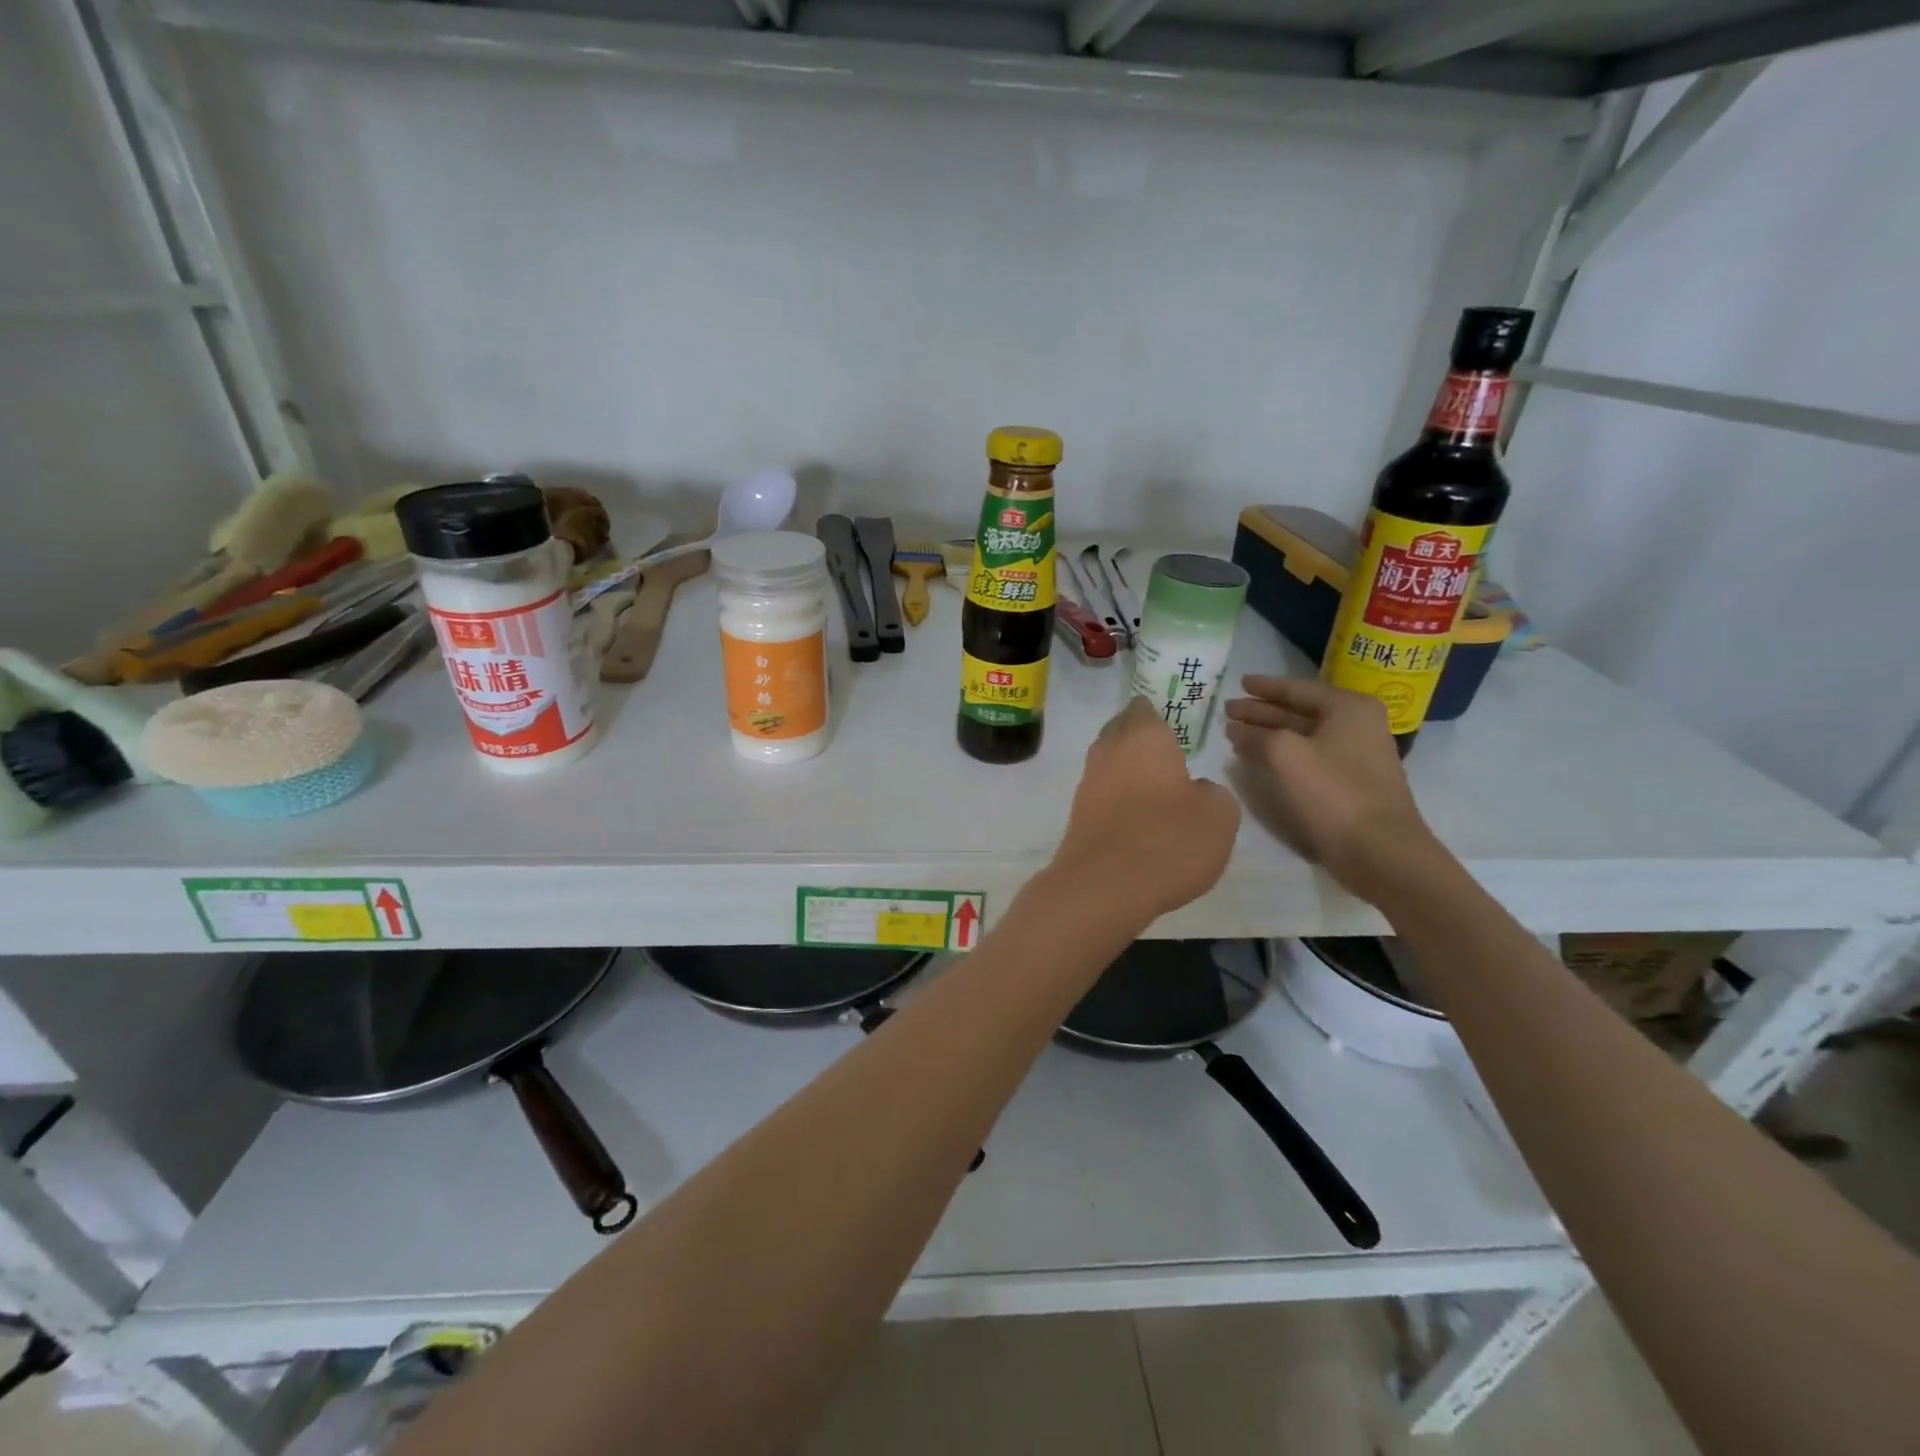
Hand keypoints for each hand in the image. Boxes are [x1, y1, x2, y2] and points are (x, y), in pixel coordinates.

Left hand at [1050, 696, 1240, 924]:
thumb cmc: (1168, 840)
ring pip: (1109, 761)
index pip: (1145, 708)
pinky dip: (1117, 795)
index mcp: (1144, 736)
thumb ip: (1213, 793)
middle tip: (1164, 748)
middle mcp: (1109, 751)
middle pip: (1121, 731)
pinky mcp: (1079, 815)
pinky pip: (1102, 792)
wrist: (1104, 886)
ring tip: (1154, 781)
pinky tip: (1135, 812)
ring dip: (1127, 767)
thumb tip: (1197, 790)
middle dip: (1139, 735)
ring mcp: (1088, 782)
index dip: (1157, 712)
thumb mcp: (1219, 815)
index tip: (1171, 721)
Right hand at [1222, 675, 1441, 900]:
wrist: (1379, 851)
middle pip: (1300, 711)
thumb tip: (1237, 729)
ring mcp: (1356, 755)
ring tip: (1235, 734)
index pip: (1297, 688)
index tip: (1239, 682)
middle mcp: (1357, 725)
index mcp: (1348, 708)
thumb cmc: (1333, 793)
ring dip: (1269, 734)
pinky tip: (1258, 759)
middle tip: (1229, 710)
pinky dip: (1282, 754)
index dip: (1265, 687)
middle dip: (1262, 711)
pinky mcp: (1350, 783)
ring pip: (1303, 736)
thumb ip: (1256, 735)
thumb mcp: (1285, 755)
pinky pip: (1309, 757)